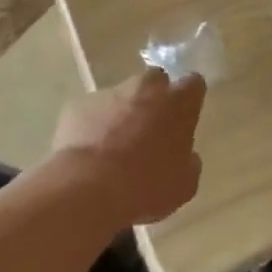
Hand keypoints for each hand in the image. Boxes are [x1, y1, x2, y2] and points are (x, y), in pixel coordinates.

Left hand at [51, 68, 204, 225]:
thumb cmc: (146, 187)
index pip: (193, 84)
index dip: (188, 100)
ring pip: (120, 96)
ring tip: (111, 148)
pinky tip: (87, 155)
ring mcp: (109, 93)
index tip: (184, 118)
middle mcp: (146, 88)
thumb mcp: (183, 185)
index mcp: (178, 103)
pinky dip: (91, 126)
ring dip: (120, 113)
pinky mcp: (78, 105)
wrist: (88, 191)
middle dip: (153, 99)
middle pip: (155, 81)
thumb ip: (188, 162)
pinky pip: (90, 112)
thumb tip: (186, 155)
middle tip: (148, 130)